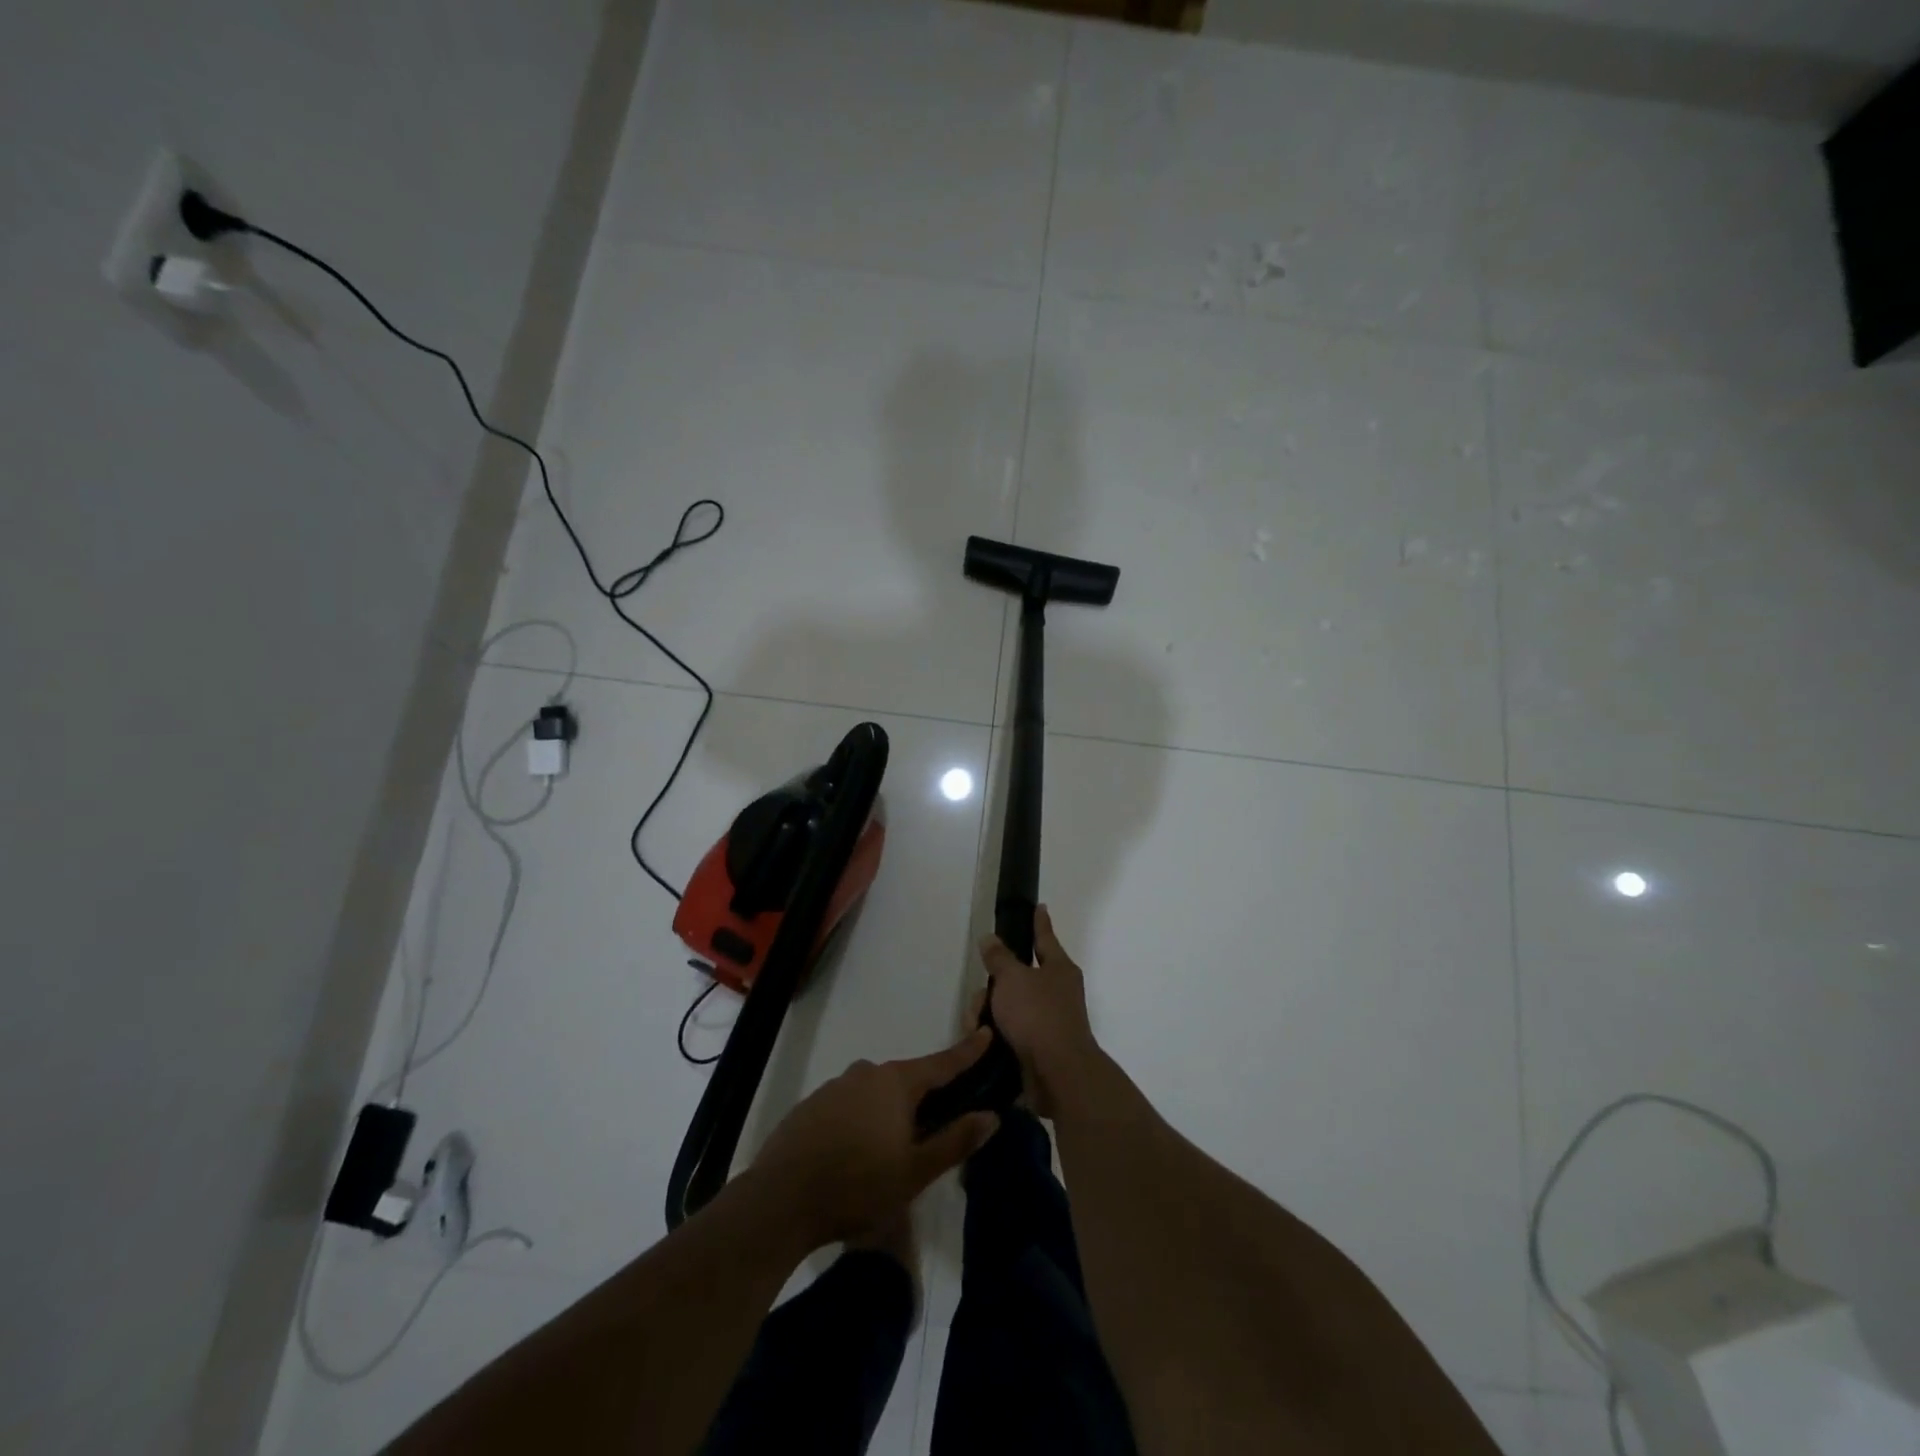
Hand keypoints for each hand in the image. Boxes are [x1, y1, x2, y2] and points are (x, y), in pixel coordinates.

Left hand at [751, 1031, 1000, 1246]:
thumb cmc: (857, 1185)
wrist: (780, 1200)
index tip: (986, 1032)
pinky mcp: (812, 1106)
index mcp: (896, 1083)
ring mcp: (835, 1087)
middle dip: (925, 1097)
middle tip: (937, 1126)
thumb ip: (955, 1140)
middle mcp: (866, 1073)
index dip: (967, 1051)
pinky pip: (849, 1105)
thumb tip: (991, 1115)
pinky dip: (862, 1120)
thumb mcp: (915, 1172)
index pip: (941, 1063)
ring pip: (876, 1093)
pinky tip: (857, 1154)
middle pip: (907, 1079)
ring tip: (892, 1151)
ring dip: (890, 1112)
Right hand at [980, 905, 1101, 1117]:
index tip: (1040, 906)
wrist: (1057, 1074)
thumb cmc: (1038, 1015)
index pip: (1045, 937)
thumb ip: (999, 958)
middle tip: (980, 996)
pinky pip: (1009, 1030)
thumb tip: (990, 938)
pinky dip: (995, 1034)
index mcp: (1059, 968)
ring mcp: (1048, 1020)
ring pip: (1009, 1005)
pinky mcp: (1037, 1047)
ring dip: (989, 1013)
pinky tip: (983, 1041)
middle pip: (1017, 977)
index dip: (1039, 922)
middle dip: (993, 986)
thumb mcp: (1012, 979)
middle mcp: (1057, 992)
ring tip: (977, 1027)